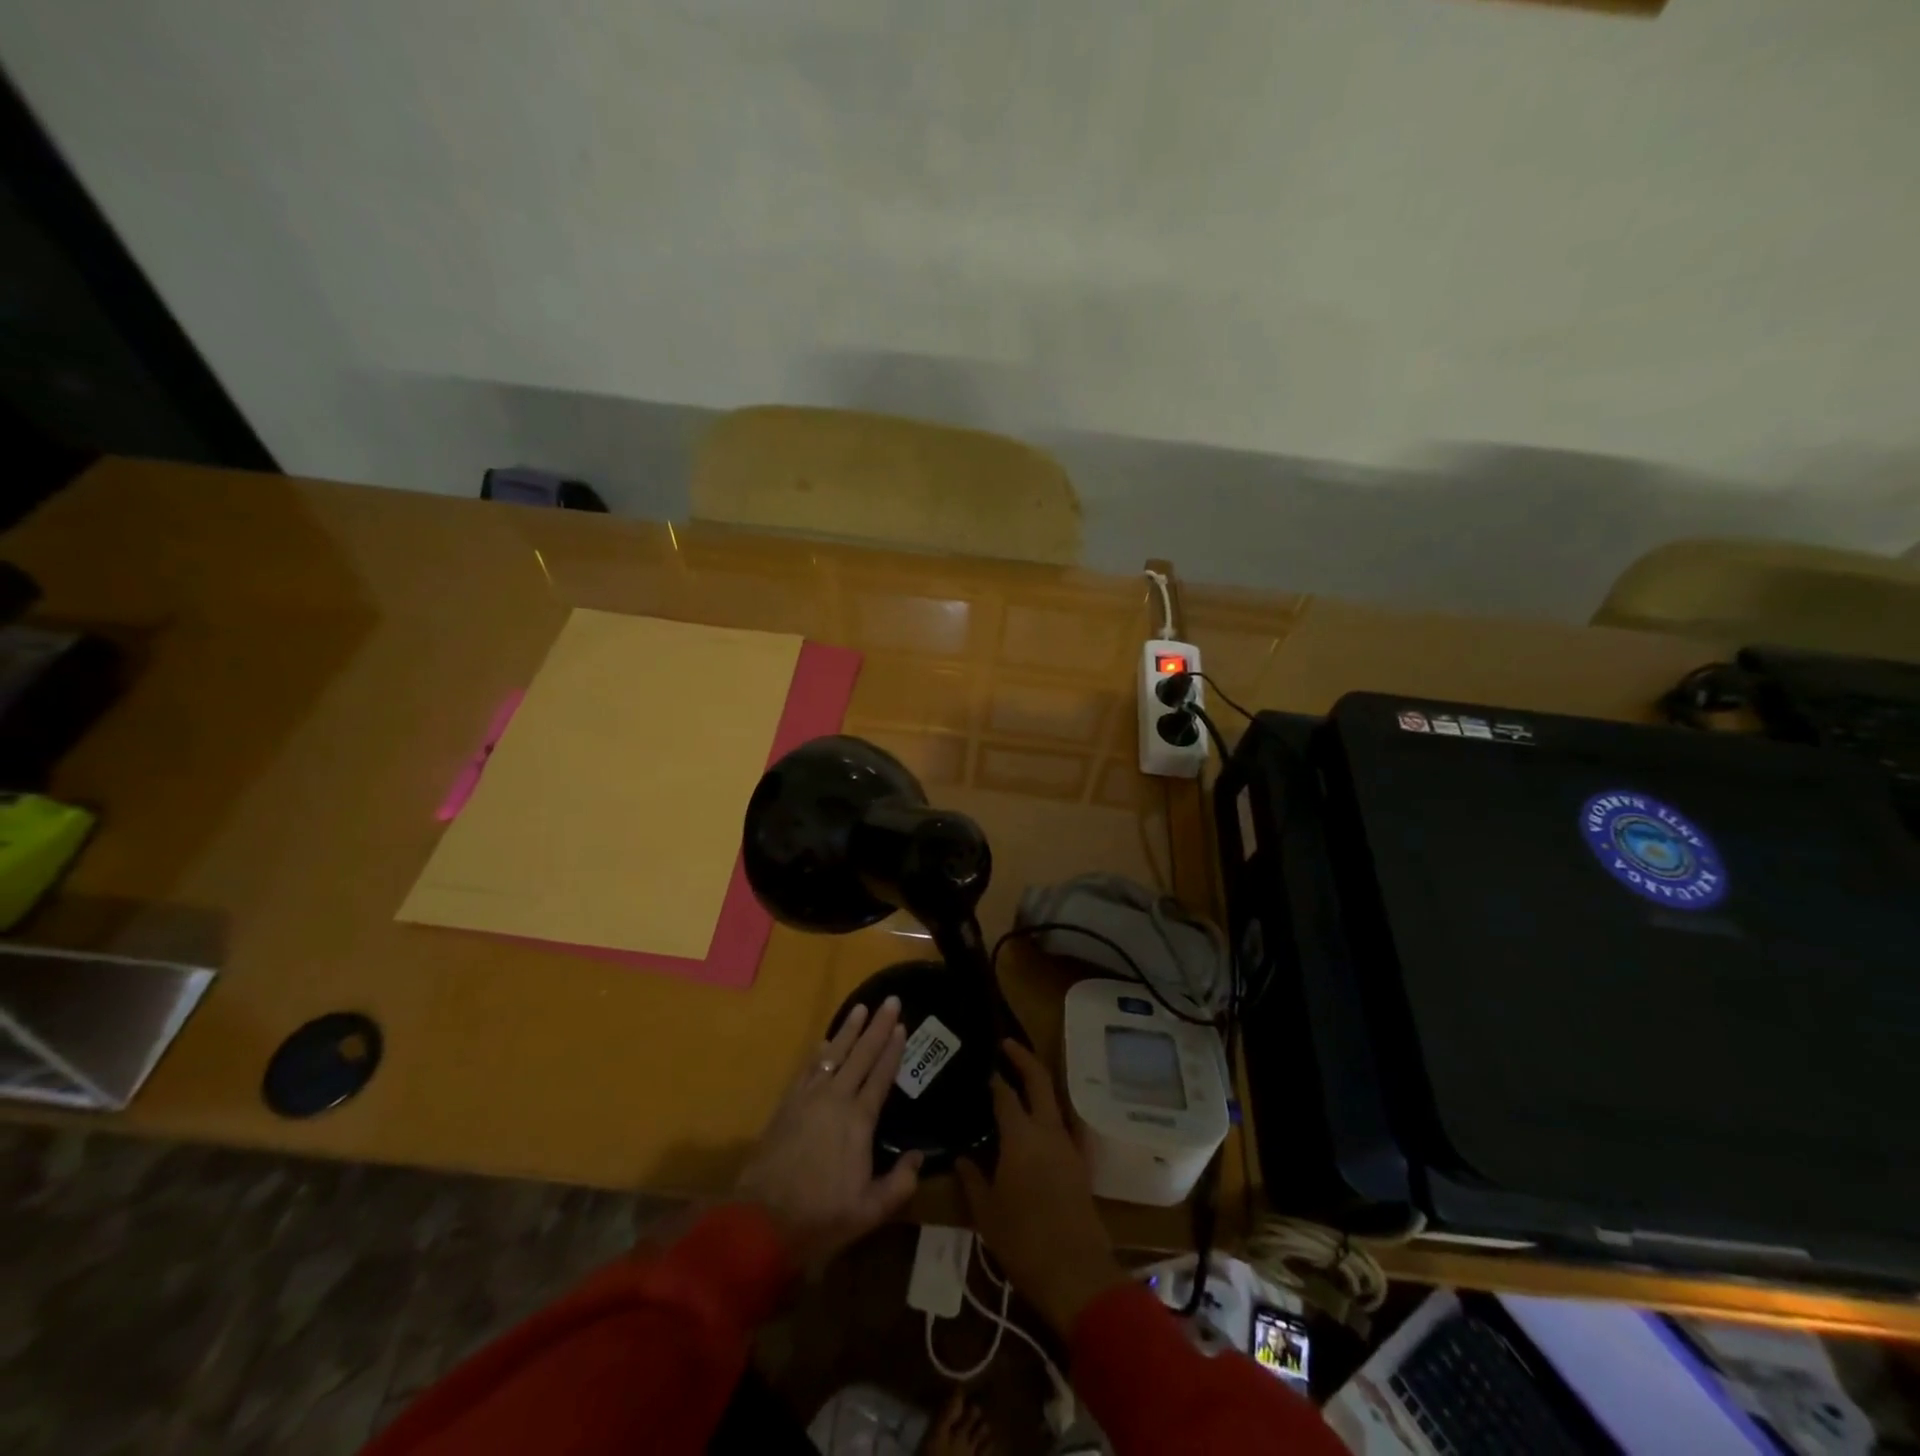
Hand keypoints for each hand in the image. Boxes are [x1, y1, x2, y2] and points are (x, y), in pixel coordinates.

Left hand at [735, 996, 922, 1269]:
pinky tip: (825, 1041)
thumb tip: (919, 1156)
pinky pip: (808, 1068)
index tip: (902, 1025)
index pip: (881, 1075)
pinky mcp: (788, 1104)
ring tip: (860, 1008)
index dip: (893, 1049)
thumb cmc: (821, 1216)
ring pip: (834, 1053)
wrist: (762, 1220)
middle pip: (861, 1054)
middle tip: (890, 1000)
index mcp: (859, 1120)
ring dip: (849, 1030)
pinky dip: (820, 1050)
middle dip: (877, 1026)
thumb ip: (899, 1183)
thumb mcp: (870, 1210)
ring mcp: (809, 1098)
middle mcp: (836, 1099)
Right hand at [957, 1039, 1126, 1337]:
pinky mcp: (1079, 1163)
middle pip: (1039, 1081)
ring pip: (1054, 1100)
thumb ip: (972, 1179)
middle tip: (1006, 1045)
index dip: (993, 1077)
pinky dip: (1048, 1112)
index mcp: (1021, 1137)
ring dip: (1039, 1083)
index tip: (982, 1065)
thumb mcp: (987, 1213)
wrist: (1077, 1274)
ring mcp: (1068, 1145)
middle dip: (1023, 1058)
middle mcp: (1047, 1131)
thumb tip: (961, 1157)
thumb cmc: (1024, 1242)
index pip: (1005, 1094)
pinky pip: (1062, 1124)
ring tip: (1019, 1080)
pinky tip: (1036, 1123)